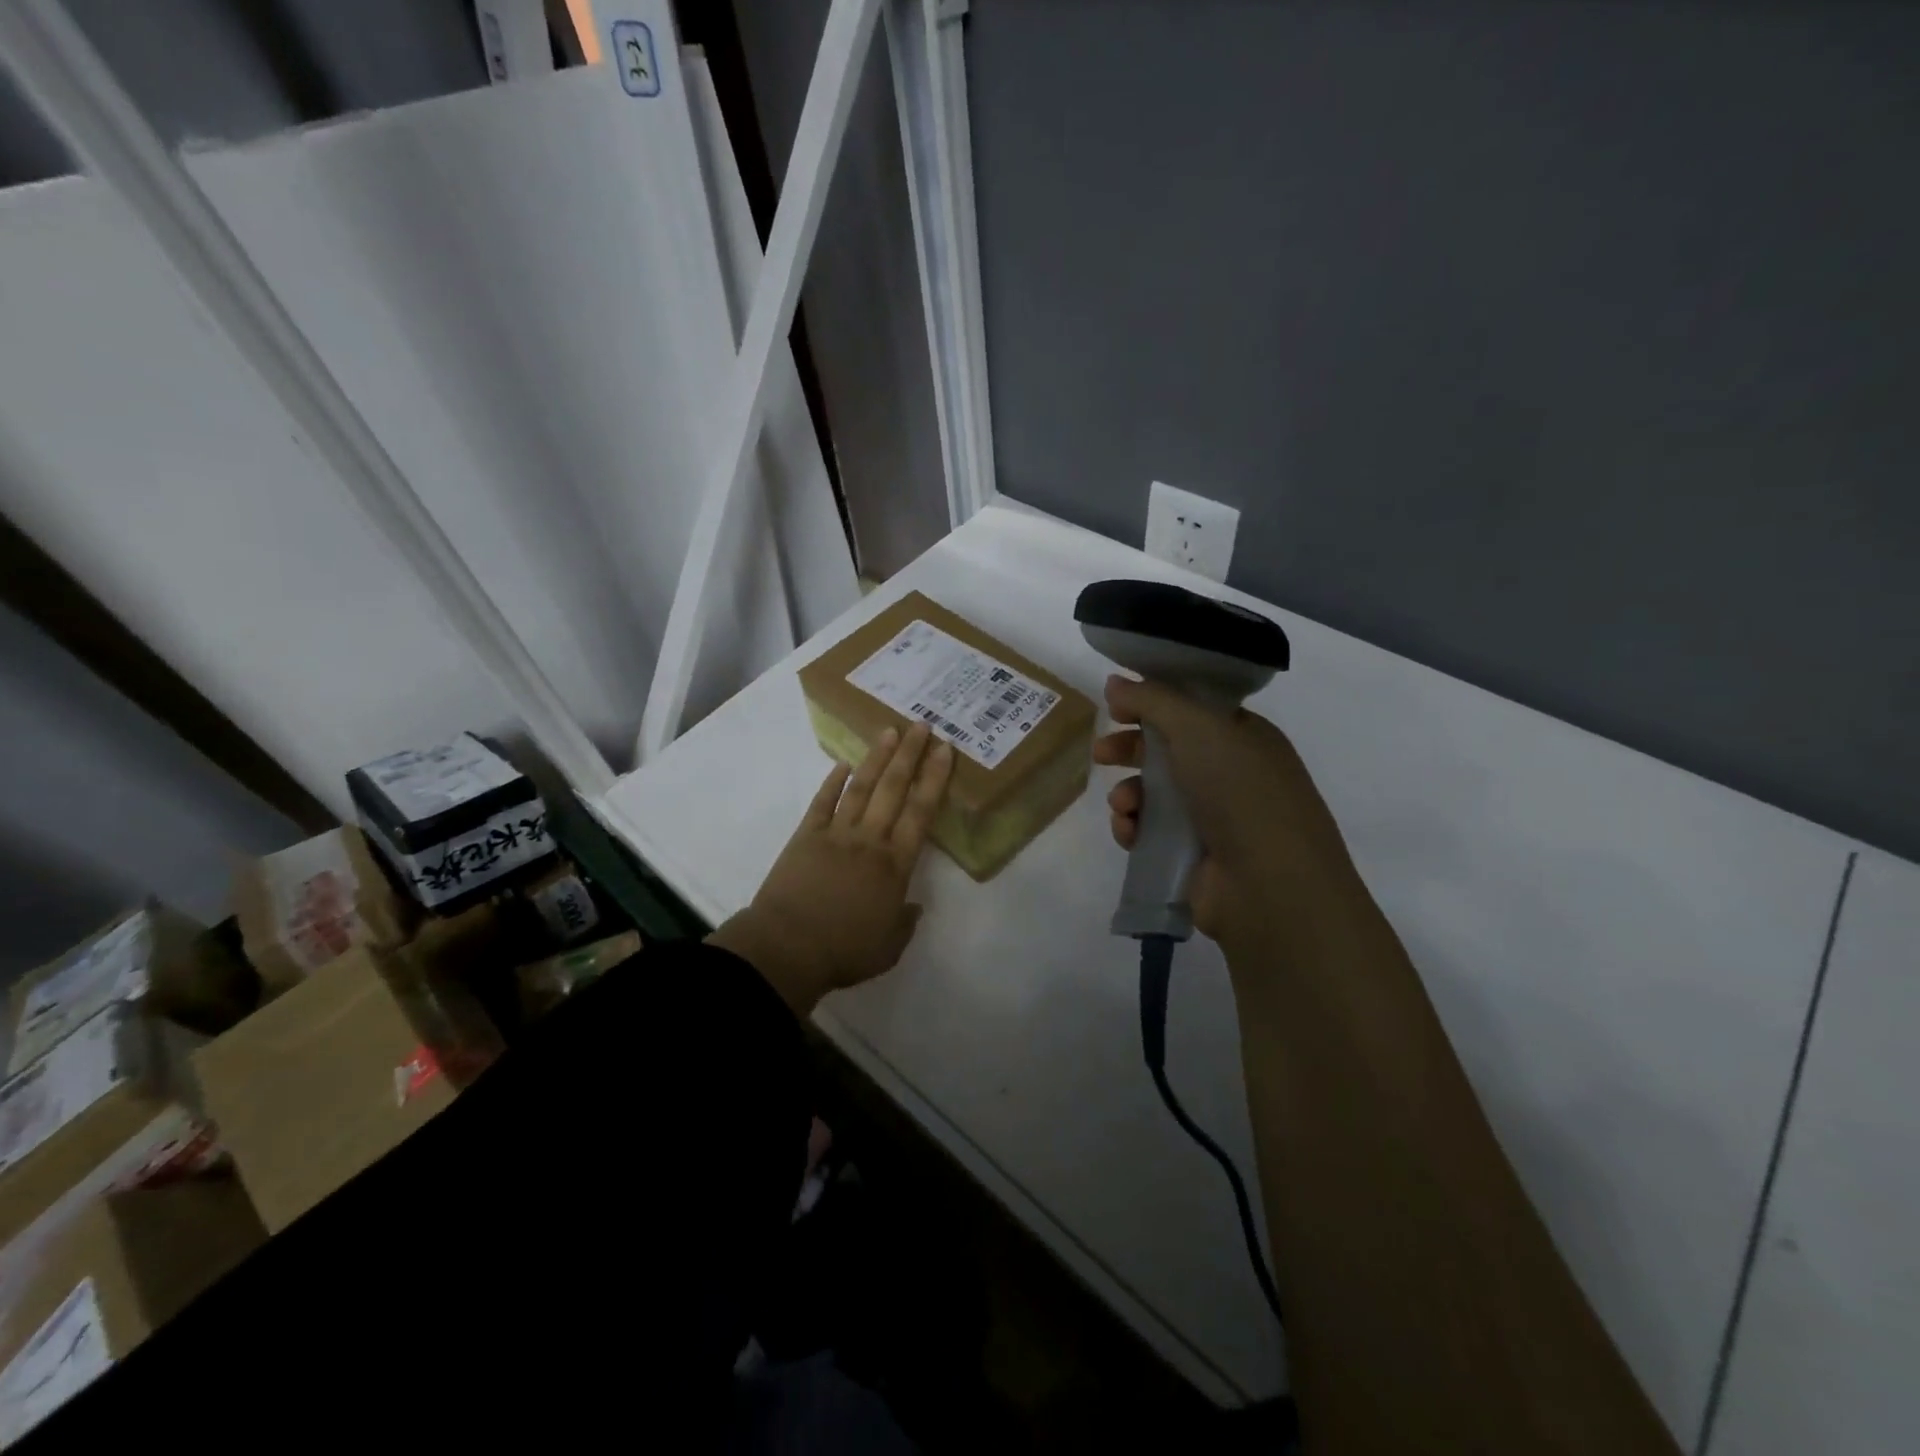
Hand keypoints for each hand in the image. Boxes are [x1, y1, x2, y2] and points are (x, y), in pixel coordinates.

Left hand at [709, 724, 955, 1015]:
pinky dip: (832, 782)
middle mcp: (870, 840)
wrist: (787, 948)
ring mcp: (835, 834)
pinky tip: (842, 765)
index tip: (944, 750)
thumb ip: (904, 923)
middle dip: (910, 755)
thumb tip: (913, 905)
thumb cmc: (843, 951)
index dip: (934, 778)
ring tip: (889, 732)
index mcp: (894, 865)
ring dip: (877, 759)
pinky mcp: (805, 836)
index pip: (920, 812)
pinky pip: (822, 803)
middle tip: (922, 725)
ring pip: (861, 788)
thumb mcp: (888, 948)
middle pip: (894, 789)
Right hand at [1093, 675, 1361, 957]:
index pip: (1191, 709)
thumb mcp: (1199, 728)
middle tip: (1101, 752)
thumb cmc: (1241, 792)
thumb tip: (1115, 680)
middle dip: (1129, 749)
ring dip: (1128, 793)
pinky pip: (1149, 831)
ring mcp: (1210, 817)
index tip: (1116, 704)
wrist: (1270, 885)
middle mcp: (1228, 773)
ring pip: (1152, 793)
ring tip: (1124, 805)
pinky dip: (1133, 827)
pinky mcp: (1189, 855)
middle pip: (1166, 750)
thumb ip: (1152, 699)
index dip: (1152, 702)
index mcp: (1242, 737)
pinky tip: (1129, 831)